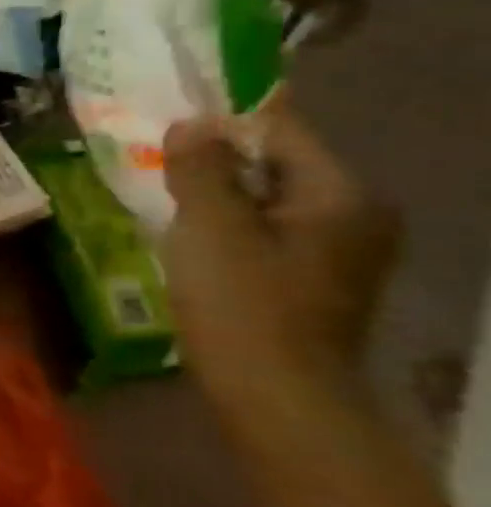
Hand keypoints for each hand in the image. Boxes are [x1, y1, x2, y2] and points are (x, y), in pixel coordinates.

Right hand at [162, 99, 398, 415]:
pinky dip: (227, 223)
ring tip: (161, 192)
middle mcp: (353, 214)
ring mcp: (337, 251)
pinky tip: (188, 235)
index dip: (224, 116)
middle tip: (154, 154)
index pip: (281, 129)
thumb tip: (193, 122)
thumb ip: (201, 169)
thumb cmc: (243, 305)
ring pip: (266, 199)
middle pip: (275, 164)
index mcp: (339, 194)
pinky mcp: (313, 279)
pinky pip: (265, 229)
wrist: (276, 395)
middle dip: (215, 157)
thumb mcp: (210, 228)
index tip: (170, 111)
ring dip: (216, 192)